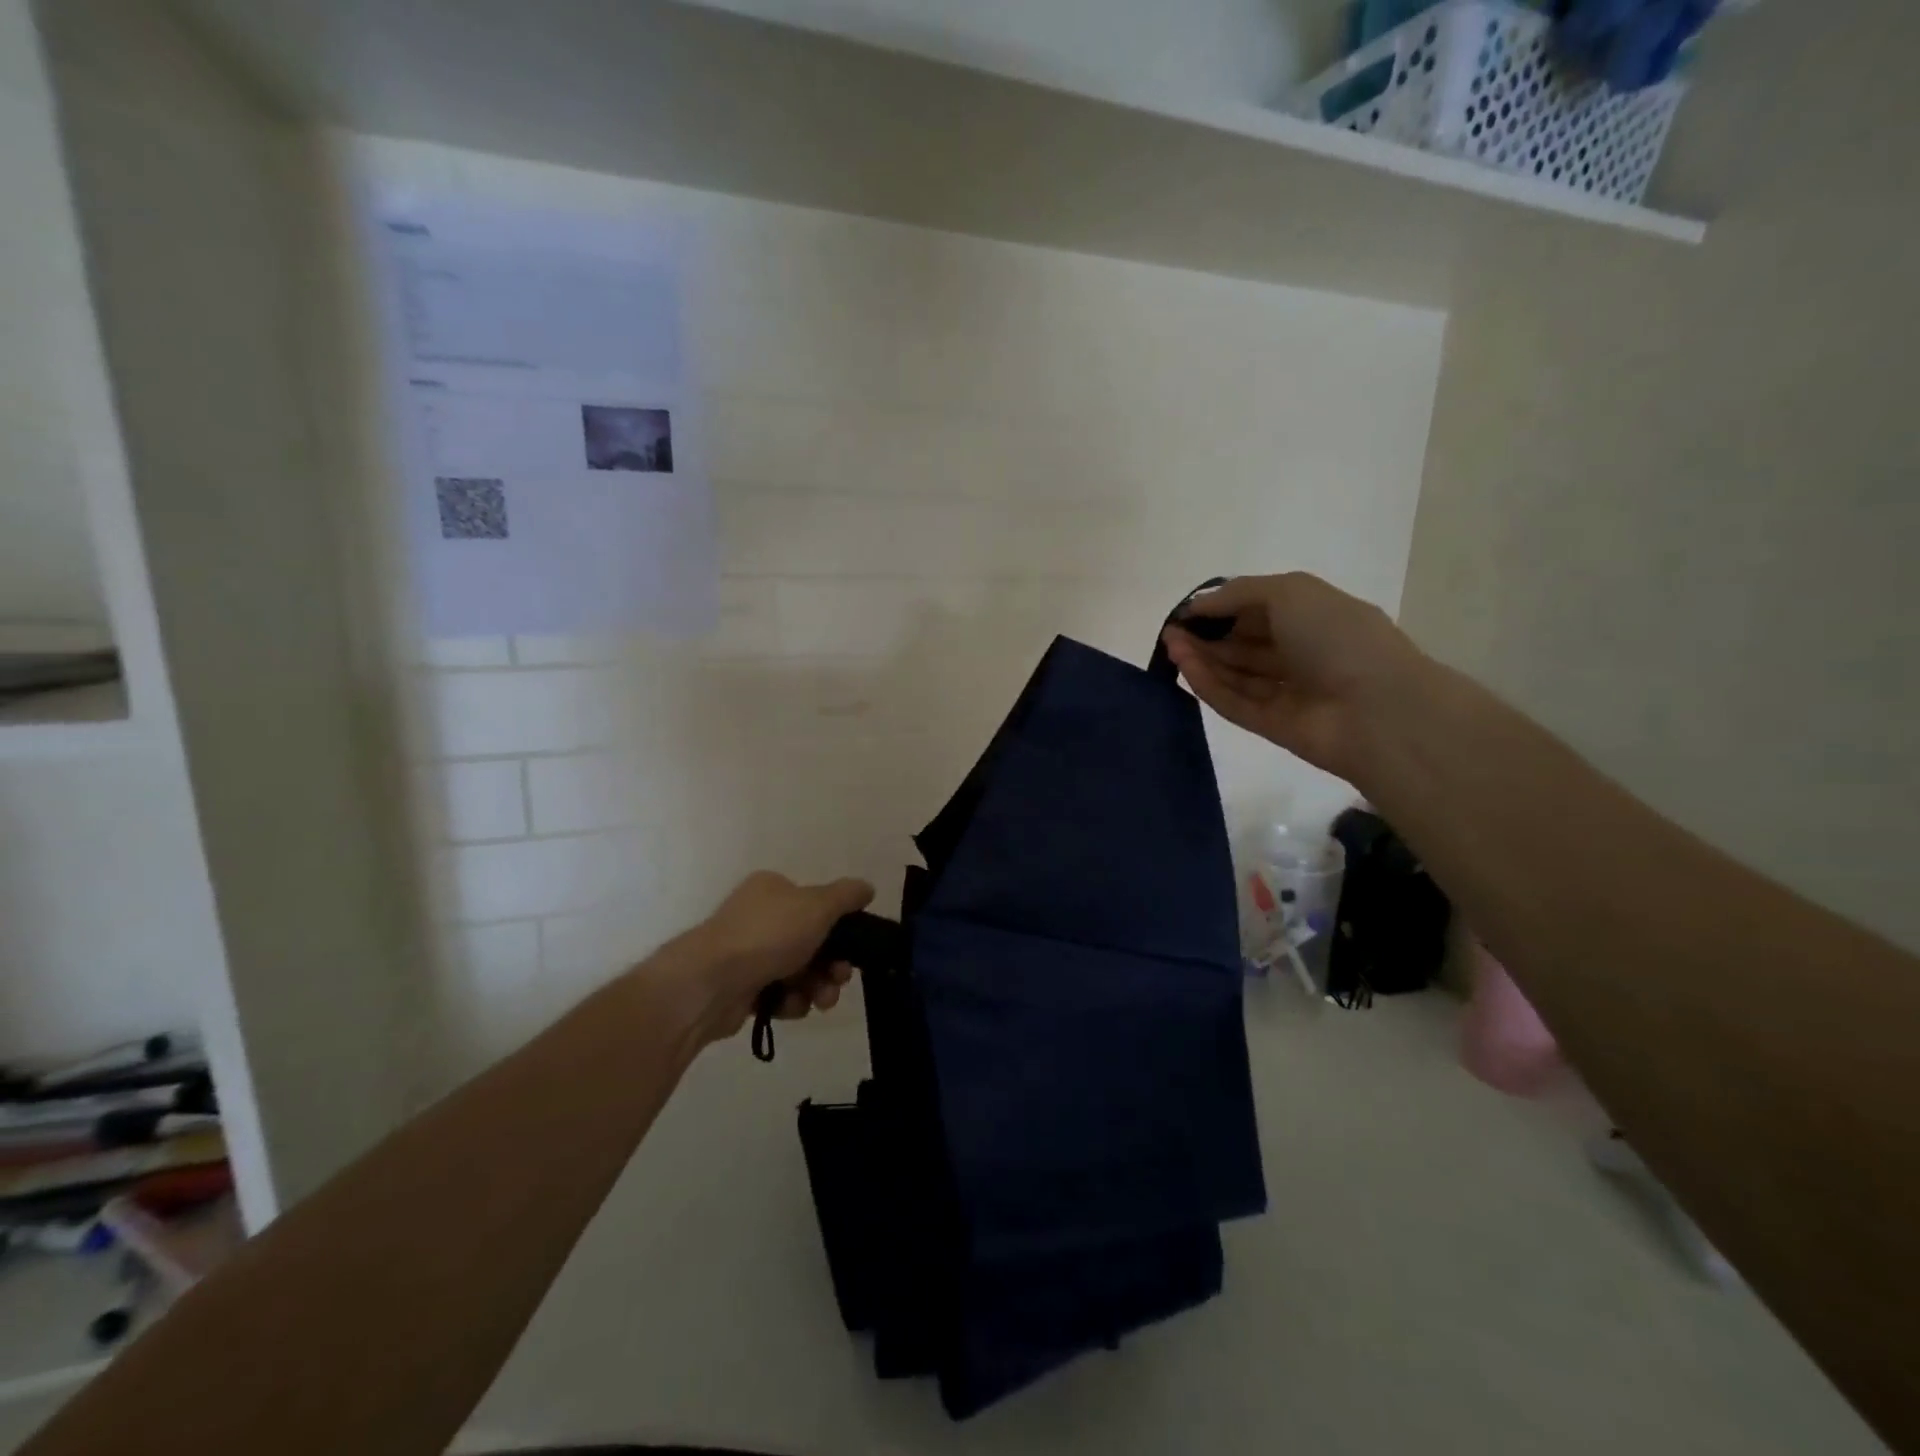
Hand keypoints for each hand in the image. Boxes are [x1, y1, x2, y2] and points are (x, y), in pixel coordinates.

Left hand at [677, 871, 874, 1044]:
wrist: (710, 983)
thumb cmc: (768, 935)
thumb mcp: (818, 906)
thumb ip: (847, 895)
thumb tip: (866, 888)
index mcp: (773, 889)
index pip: (816, 904)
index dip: (839, 927)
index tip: (853, 948)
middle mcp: (759, 916)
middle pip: (811, 941)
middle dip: (831, 964)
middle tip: (840, 980)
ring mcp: (747, 953)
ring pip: (798, 971)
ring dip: (816, 987)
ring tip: (820, 1001)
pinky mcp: (740, 988)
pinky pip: (777, 994)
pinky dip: (790, 1002)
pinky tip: (791, 1007)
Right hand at [1161, 572, 1426, 782]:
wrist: (1376, 709)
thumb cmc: (1337, 636)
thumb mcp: (1289, 592)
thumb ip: (1238, 593)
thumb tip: (1198, 605)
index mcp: (1314, 617)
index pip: (1259, 610)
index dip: (1222, 608)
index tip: (1186, 611)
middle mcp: (1301, 653)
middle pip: (1243, 644)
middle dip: (1207, 636)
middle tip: (1170, 633)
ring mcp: (1288, 692)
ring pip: (1236, 673)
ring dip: (1202, 659)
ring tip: (1169, 646)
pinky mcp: (1273, 725)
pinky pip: (1235, 702)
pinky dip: (1209, 685)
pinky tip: (1184, 668)